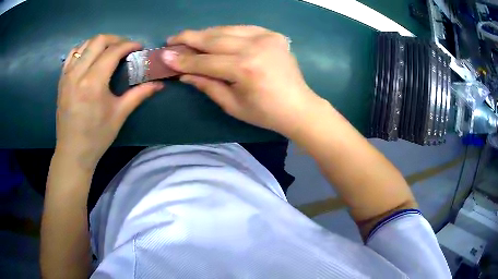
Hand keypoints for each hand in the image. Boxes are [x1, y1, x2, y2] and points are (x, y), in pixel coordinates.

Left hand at [56, 34, 162, 169]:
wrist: (73, 152)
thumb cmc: (96, 136)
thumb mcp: (119, 115)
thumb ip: (139, 95)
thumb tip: (159, 84)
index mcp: (93, 83)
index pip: (113, 51)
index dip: (129, 45)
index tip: (139, 47)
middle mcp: (78, 73)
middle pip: (98, 41)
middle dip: (115, 39)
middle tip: (125, 47)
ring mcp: (67, 75)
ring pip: (84, 44)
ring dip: (99, 42)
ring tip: (108, 50)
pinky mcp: (62, 80)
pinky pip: (72, 54)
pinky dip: (84, 49)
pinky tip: (90, 57)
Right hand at [162, 25, 323, 136]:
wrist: (299, 106)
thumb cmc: (265, 113)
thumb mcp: (232, 105)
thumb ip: (207, 85)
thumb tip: (183, 73)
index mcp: (245, 69)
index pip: (206, 61)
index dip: (183, 59)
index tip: (164, 55)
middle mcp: (255, 48)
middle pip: (214, 39)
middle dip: (189, 38)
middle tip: (172, 39)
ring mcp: (267, 38)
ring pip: (226, 30)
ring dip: (205, 33)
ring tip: (189, 37)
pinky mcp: (273, 35)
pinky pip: (242, 28)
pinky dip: (225, 31)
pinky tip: (214, 35)